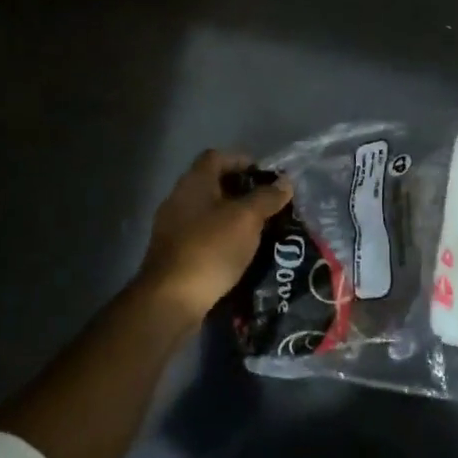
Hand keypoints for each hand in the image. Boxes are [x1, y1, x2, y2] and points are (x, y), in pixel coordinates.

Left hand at [137, 150, 292, 322]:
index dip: (242, 160)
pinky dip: (223, 238)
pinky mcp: (175, 254)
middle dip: (242, 191)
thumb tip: (285, 182)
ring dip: (233, 216)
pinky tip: (241, 252)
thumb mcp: (246, 219)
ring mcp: (173, 228)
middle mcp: (179, 199)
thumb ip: (267, 197)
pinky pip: (203, 235)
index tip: (266, 175)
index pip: (217, 157)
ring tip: (260, 229)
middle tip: (269, 204)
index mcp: (194, 183)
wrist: (171, 299)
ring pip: (209, 212)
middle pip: (213, 184)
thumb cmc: (211, 249)